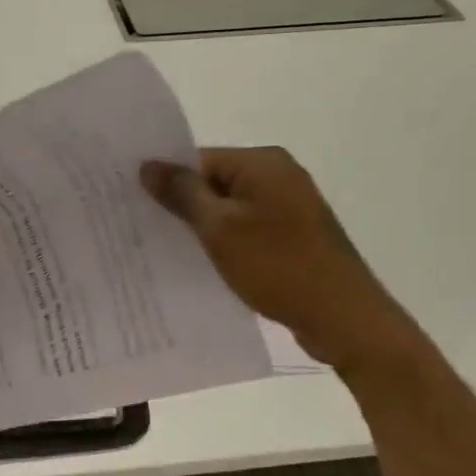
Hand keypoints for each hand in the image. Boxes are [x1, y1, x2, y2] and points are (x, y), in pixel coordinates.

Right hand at [141, 147, 422, 374]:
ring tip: (163, 248)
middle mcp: (278, 175)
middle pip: (213, 181)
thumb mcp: (220, 228)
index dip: (166, 180)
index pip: (198, 159)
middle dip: (180, 205)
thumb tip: (149, 165)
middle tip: (140, 228)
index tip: (132, 204)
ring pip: (228, 208)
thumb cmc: (277, 265)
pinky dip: (223, 242)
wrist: (342, 317)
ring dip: (201, 227)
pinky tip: (200, 263)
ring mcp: (288, 206)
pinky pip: (245, 228)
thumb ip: (182, 194)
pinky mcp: (292, 235)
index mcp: (263, 163)